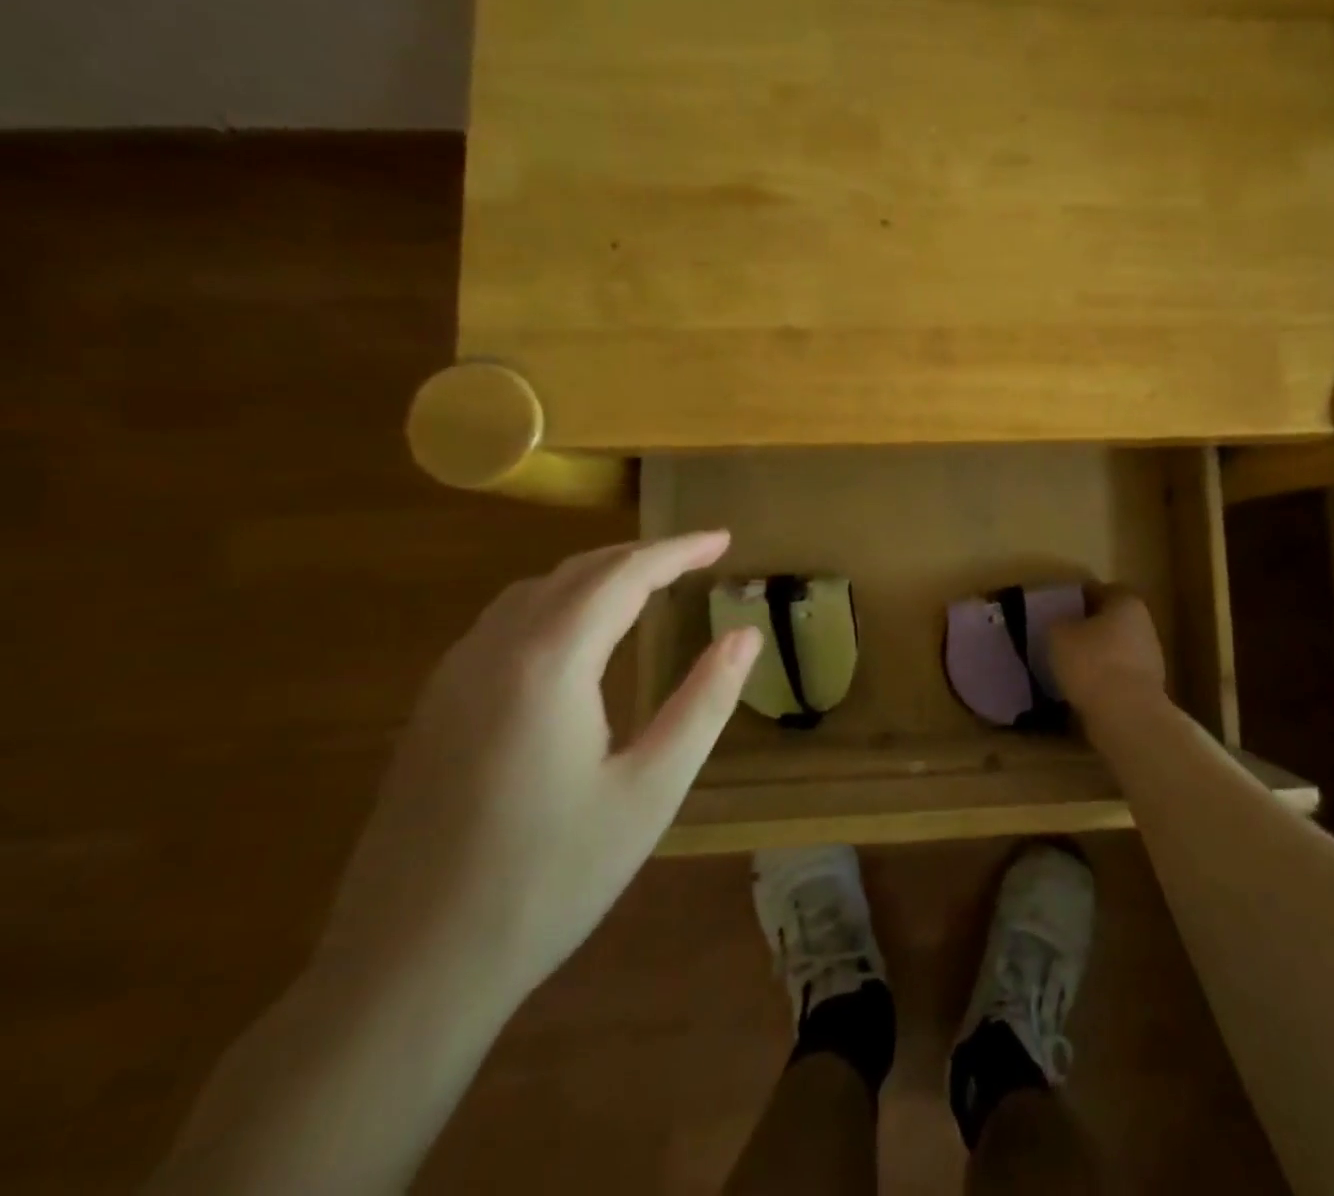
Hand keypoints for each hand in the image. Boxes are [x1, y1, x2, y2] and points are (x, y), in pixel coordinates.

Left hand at [316, 533, 761, 1010]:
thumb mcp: (651, 790)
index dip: (678, 550)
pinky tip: (578, 635)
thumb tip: (745, 636)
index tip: (723, 539)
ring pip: (533, 592)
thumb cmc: (550, 879)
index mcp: (549, 663)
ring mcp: (452, 679)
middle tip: (696, 558)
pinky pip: (503, 623)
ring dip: (596, 575)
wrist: (408, 972)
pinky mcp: (433, 710)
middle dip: (641, 555)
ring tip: (647, 585)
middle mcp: (493, 652)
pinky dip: (556, 603)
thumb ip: (704, 702)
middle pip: (575, 572)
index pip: (624, 574)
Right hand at [1050, 588, 1166, 707]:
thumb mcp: (1058, 634)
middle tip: (1062, 636)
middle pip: (1112, 620)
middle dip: (1089, 627)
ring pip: (1116, 649)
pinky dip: (1102, 679)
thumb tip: (1062, 625)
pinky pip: (1118, 676)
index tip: (1060, 608)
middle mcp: (1144, 625)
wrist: (1126, 716)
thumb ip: (1058, 622)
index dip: (1080, 597)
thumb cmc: (1091, 662)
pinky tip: (1081, 688)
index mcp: (1126, 603)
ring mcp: (1150, 659)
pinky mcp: (1147, 689)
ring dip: (1096, 655)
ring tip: (1068, 666)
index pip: (1102, 590)